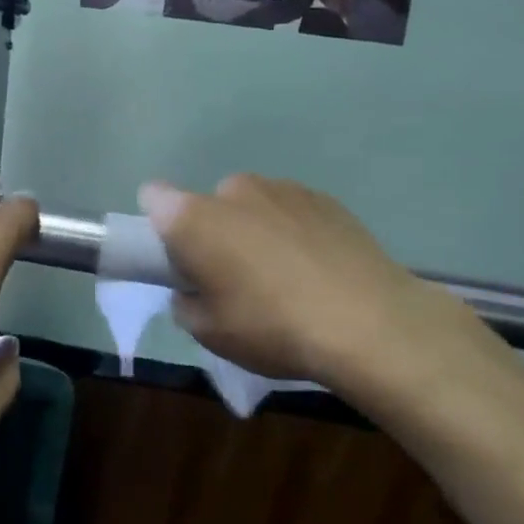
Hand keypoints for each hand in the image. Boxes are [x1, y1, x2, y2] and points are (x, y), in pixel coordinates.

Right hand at [140, 175, 509, 409]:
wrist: (368, 322)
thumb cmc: (272, 327)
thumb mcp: (211, 333)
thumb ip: (185, 304)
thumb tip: (191, 290)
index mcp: (194, 218)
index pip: (154, 198)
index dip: (160, 225)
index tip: (178, 258)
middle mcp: (234, 191)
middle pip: (208, 205)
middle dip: (214, 233)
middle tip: (233, 278)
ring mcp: (282, 189)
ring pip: (252, 206)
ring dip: (254, 230)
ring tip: (283, 277)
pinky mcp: (324, 198)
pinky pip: (290, 211)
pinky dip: (293, 231)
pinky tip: (315, 269)